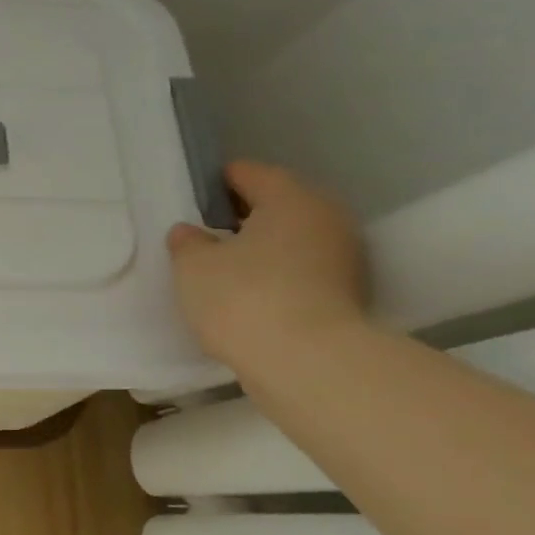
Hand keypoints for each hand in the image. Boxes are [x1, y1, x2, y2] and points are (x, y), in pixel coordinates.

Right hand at [166, 160, 370, 371]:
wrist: (305, 361)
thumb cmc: (242, 297)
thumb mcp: (193, 266)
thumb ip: (187, 243)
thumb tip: (190, 232)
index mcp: (290, 197)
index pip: (250, 173)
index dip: (217, 183)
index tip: (193, 200)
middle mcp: (326, 217)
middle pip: (278, 205)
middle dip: (243, 216)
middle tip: (205, 234)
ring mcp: (343, 256)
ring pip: (291, 239)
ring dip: (261, 247)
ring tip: (223, 268)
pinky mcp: (346, 293)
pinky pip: (300, 269)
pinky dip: (276, 274)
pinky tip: (247, 293)